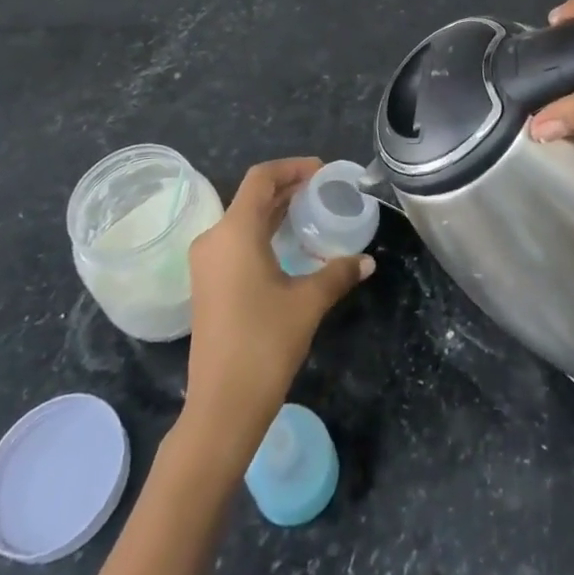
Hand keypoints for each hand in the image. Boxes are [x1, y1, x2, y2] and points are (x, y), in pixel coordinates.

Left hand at [182, 158, 372, 461]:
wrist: (221, 407)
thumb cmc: (264, 344)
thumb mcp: (308, 302)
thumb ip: (337, 273)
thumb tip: (367, 260)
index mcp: (234, 232)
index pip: (261, 178)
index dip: (293, 167)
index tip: (323, 172)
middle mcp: (214, 239)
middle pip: (251, 196)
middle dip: (288, 187)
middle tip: (324, 190)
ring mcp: (207, 263)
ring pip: (243, 219)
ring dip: (275, 210)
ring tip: (311, 211)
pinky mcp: (208, 284)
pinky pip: (236, 241)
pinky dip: (263, 232)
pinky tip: (289, 245)